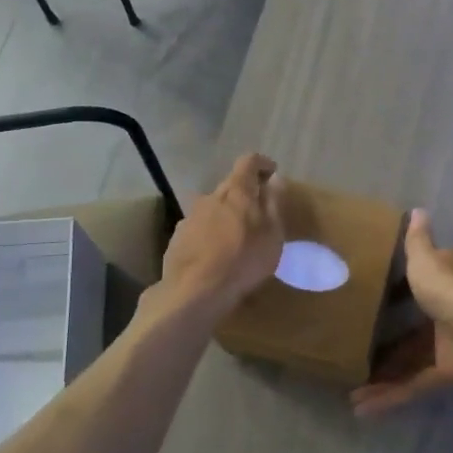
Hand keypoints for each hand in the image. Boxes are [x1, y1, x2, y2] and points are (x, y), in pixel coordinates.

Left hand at [160, 154, 284, 311]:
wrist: (194, 291)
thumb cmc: (243, 260)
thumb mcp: (272, 234)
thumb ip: (274, 203)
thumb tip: (275, 179)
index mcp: (236, 191)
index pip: (248, 161)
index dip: (262, 164)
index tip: (272, 174)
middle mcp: (210, 197)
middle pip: (230, 185)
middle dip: (245, 193)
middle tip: (258, 213)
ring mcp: (190, 217)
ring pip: (213, 208)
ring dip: (226, 215)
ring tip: (236, 239)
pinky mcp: (177, 238)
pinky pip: (199, 228)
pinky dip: (209, 234)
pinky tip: (215, 255)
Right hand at [350, 210, 452, 416]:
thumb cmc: (450, 289)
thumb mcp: (426, 259)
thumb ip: (417, 241)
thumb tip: (417, 210)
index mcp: (442, 283)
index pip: (417, 282)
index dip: (396, 287)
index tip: (368, 294)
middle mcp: (443, 313)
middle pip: (408, 327)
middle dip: (383, 339)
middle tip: (351, 346)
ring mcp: (443, 345)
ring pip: (407, 361)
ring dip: (381, 374)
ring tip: (349, 386)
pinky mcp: (443, 372)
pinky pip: (412, 384)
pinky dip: (390, 396)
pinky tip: (361, 406)